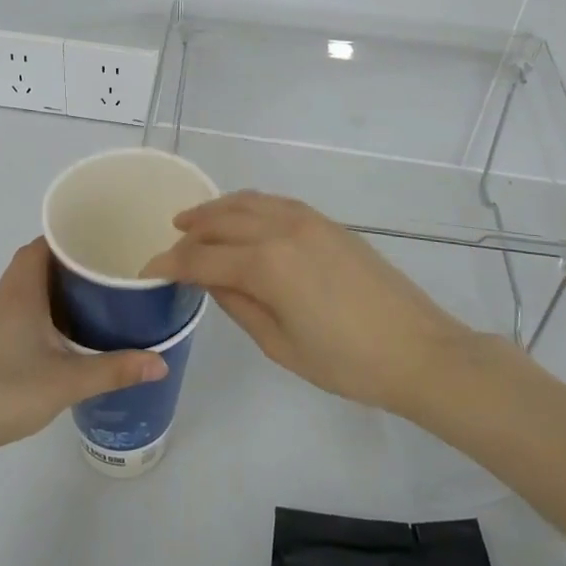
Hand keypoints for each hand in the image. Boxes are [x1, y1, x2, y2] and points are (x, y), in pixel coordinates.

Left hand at [0, 239, 167, 463]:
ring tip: (86, 303)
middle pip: (31, 265)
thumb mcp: (68, 382)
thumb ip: (115, 370)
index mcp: (19, 294)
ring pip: (20, 291)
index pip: (39, 246)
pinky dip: (34, 312)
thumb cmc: (7, 394)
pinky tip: (53, 338)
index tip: (96, 243)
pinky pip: (11, 313)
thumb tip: (161, 363)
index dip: (65, 239)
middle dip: (65, 265)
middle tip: (101, 274)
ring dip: (48, 290)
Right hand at [141, 192, 474, 414]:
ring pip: (247, 202)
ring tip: (193, 221)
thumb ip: (238, 305)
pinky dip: (248, 205)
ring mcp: (307, 220)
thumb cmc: (347, 362)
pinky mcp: (327, 222)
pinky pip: (275, 203)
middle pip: (221, 221)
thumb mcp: (281, 345)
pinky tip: (242, 218)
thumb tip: (209, 280)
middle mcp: (281, 229)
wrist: (418, 351)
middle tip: (170, 246)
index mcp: (266, 264)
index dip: (169, 264)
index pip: (202, 258)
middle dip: (189, 232)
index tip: (147, 271)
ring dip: (216, 210)